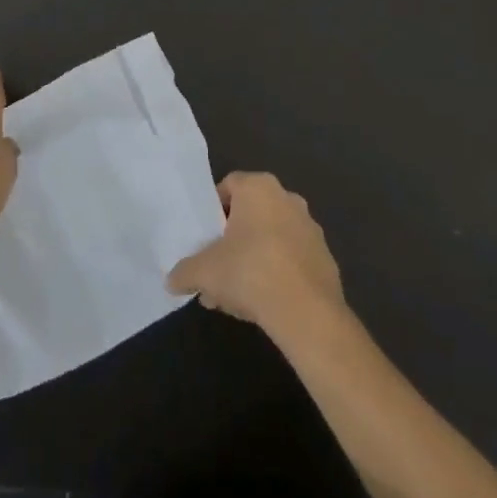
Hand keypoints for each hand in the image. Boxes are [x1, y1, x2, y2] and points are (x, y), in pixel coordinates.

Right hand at [167, 172, 345, 340]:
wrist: (306, 312)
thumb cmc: (249, 272)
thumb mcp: (203, 272)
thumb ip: (184, 272)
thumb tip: (171, 280)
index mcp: (258, 188)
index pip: (229, 186)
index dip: (213, 210)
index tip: (204, 237)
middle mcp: (287, 198)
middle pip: (250, 213)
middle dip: (232, 239)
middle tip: (216, 267)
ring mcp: (310, 227)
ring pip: (271, 237)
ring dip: (253, 258)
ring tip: (235, 294)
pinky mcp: (325, 257)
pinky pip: (291, 258)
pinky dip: (276, 272)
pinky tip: (263, 301)